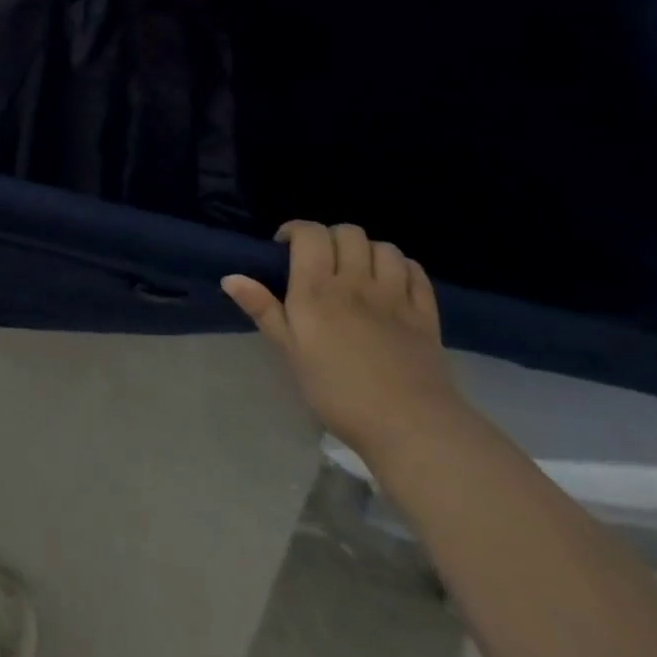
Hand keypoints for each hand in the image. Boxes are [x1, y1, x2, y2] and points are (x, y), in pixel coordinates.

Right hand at [222, 221, 466, 458]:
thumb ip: (263, 310)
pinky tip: (391, 281)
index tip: (285, 246)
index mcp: (317, 289)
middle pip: (348, 233)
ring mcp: (395, 297)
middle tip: (320, 260)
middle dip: (330, 237)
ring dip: (367, 250)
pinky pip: (415, 272)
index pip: (310, 234)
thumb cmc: (337, 390)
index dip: (296, 230)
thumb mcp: (289, 352)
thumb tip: (230, 278)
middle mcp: (356, 282)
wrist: (409, 426)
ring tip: (356, 269)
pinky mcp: (426, 315)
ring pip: (383, 248)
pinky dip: (401, 267)